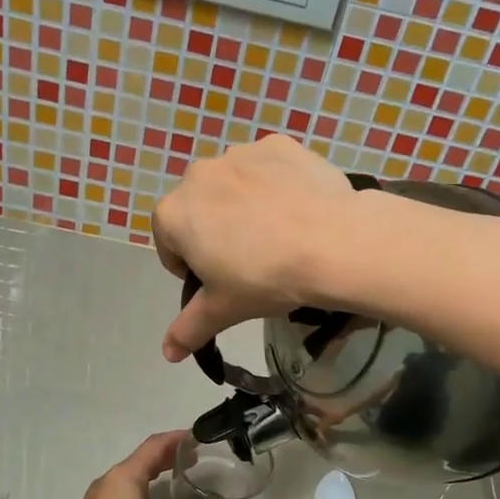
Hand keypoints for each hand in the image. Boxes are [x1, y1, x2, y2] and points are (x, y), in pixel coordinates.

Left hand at [54, 431, 240, 498]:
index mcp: (124, 477)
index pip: (154, 446)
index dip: (177, 439)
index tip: (199, 438)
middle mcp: (107, 482)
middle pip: (141, 460)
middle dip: (168, 458)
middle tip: (195, 460)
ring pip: (129, 479)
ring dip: (153, 476)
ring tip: (177, 482)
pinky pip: (120, 496)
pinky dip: (140, 493)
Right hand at [151, 135, 359, 361]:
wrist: (332, 243)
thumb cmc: (266, 279)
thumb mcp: (223, 309)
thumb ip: (189, 329)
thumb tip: (168, 354)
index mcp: (173, 214)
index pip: (169, 245)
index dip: (192, 268)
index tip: (220, 281)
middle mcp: (197, 174)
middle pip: (199, 210)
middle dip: (215, 232)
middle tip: (251, 260)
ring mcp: (239, 153)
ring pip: (233, 185)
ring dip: (243, 206)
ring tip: (279, 234)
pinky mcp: (277, 144)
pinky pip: (267, 167)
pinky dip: (275, 184)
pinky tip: (297, 208)